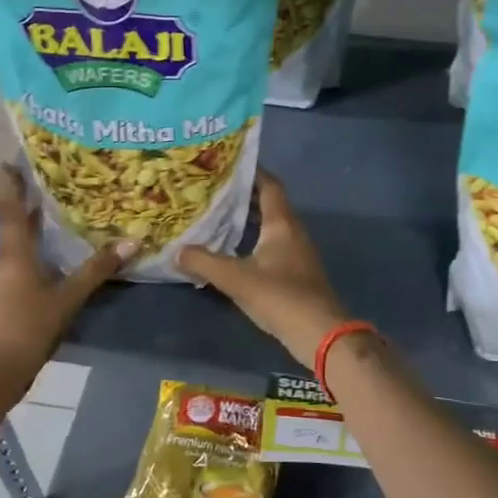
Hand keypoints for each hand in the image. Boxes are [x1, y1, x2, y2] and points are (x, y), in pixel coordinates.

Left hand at [0, 169, 130, 384]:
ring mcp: (3, 278)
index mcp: (13, 250)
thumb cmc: (27, 326)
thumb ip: (97, 269)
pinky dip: (37, 247)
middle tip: (54, 177)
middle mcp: (4, 257)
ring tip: (60, 207)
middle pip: (14, 220)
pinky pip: (23, 259)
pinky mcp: (7, 295)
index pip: (11, 206)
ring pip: (19, 240)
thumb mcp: (67, 297)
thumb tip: (133, 241)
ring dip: (34, 223)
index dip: (13, 182)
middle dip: (29, 199)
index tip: (16, 157)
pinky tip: (57, 250)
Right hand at [177, 171, 348, 365]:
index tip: (226, 162)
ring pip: (269, 226)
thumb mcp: (236, 278)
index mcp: (282, 223)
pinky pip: (270, 246)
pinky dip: (251, 241)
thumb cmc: (280, 297)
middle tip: (211, 189)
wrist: (320, 334)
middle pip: (268, 204)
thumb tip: (177, 250)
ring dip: (246, 219)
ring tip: (215, 216)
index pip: (268, 185)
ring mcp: (296, 253)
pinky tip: (232, 251)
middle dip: (242, 195)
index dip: (251, 171)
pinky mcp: (295, 273)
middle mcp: (292, 231)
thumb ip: (205, 262)